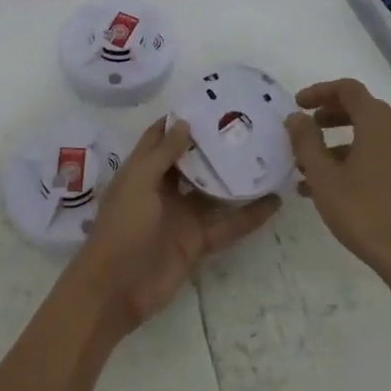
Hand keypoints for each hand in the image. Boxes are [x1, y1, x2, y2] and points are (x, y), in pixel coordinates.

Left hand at [70, 117, 279, 335]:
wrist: (116, 290)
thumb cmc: (121, 228)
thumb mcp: (138, 183)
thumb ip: (162, 155)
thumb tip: (184, 122)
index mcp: (143, 171)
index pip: (161, 137)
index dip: (180, 119)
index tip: (209, 100)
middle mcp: (164, 189)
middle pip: (192, 161)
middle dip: (214, 144)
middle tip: (248, 123)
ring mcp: (182, 216)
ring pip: (215, 191)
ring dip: (236, 177)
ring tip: (267, 156)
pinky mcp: (198, 242)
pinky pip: (228, 225)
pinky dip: (250, 216)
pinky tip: (274, 201)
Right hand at [287, 78, 390, 293]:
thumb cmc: (365, 212)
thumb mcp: (324, 177)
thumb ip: (306, 141)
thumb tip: (296, 117)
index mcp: (380, 123)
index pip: (348, 89)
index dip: (319, 91)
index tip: (297, 105)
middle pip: (362, 109)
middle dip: (329, 116)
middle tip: (304, 129)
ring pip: (371, 134)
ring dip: (339, 141)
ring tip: (309, 166)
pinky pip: (383, 153)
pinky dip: (357, 157)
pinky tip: (333, 186)